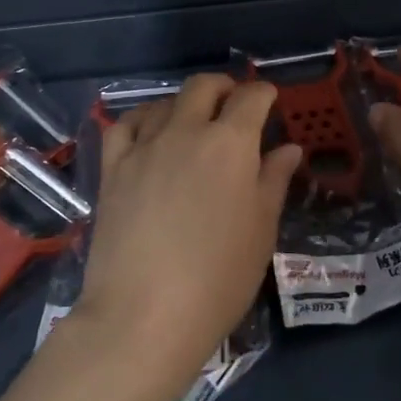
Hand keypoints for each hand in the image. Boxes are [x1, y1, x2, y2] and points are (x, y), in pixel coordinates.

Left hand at [74, 74, 300, 381]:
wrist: (144, 314)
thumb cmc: (219, 277)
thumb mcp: (261, 229)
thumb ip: (274, 180)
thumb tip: (288, 148)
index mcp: (231, 144)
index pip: (251, 98)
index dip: (264, 93)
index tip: (269, 101)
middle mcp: (185, 132)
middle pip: (203, 87)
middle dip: (224, 86)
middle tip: (234, 104)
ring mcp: (143, 148)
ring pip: (163, 102)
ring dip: (184, 103)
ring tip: (192, 122)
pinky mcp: (112, 169)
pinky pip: (124, 126)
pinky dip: (142, 119)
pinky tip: (149, 132)